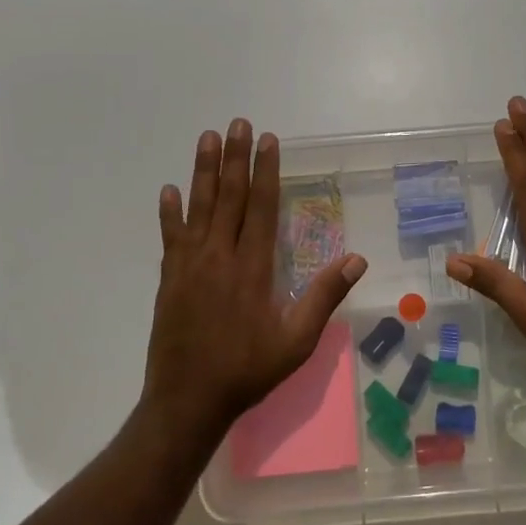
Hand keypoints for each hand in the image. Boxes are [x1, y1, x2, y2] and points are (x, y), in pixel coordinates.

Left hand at [143, 119, 367, 440]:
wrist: (188, 401)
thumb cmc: (248, 370)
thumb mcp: (297, 341)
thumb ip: (324, 297)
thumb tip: (356, 259)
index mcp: (253, 267)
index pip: (262, 207)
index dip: (265, 171)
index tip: (267, 141)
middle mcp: (220, 256)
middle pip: (229, 197)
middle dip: (234, 157)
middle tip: (237, 123)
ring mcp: (190, 265)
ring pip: (199, 208)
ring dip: (203, 171)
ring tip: (206, 138)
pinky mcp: (170, 279)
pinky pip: (170, 237)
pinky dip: (169, 213)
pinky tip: (168, 191)